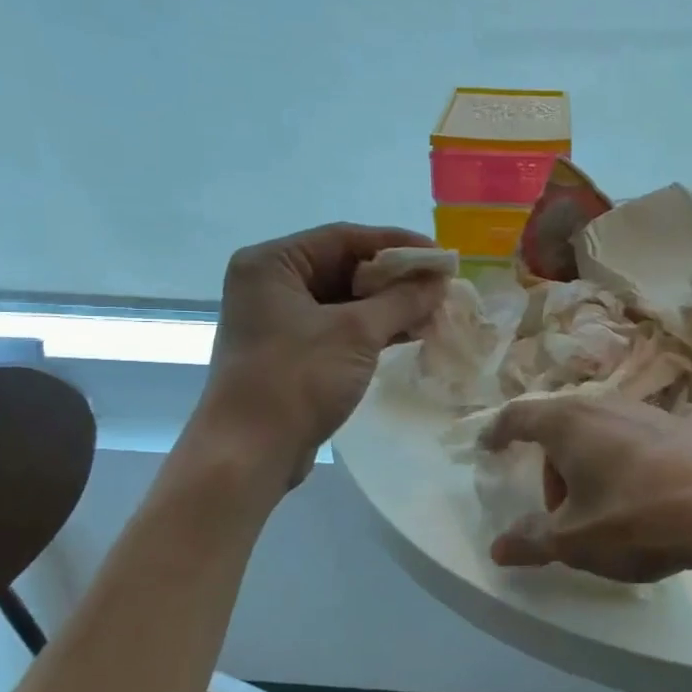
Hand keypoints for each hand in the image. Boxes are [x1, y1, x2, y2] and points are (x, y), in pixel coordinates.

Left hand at [203, 224, 447, 486]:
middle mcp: (271, 284)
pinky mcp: (291, 352)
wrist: (249, 453)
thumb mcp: (356, 333)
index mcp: (272, 264)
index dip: (397, 245)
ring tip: (434, 310)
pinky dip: (373, 329)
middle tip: (441, 286)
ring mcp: (279, 320)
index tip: (440, 256)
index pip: (344, 237)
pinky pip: (339, 327)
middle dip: (395, 278)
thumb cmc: (297, 380)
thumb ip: (402, 300)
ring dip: (388, 305)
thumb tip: (439, 281)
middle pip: (344, 267)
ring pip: (344, 300)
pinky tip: (410, 333)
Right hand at [481, 395, 691, 584]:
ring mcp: (647, 412)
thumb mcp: (576, 540)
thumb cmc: (639, 518)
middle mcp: (605, 405)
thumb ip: (532, 541)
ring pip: (599, 435)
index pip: (519, 416)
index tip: (489, 447)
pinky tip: (645, 503)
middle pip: (561, 429)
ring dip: (588, 469)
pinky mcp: (681, 427)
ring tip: (604, 514)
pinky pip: (633, 442)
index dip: (499, 432)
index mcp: (569, 423)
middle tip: (560, 514)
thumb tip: (498, 547)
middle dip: (551, 468)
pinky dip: (622, 466)